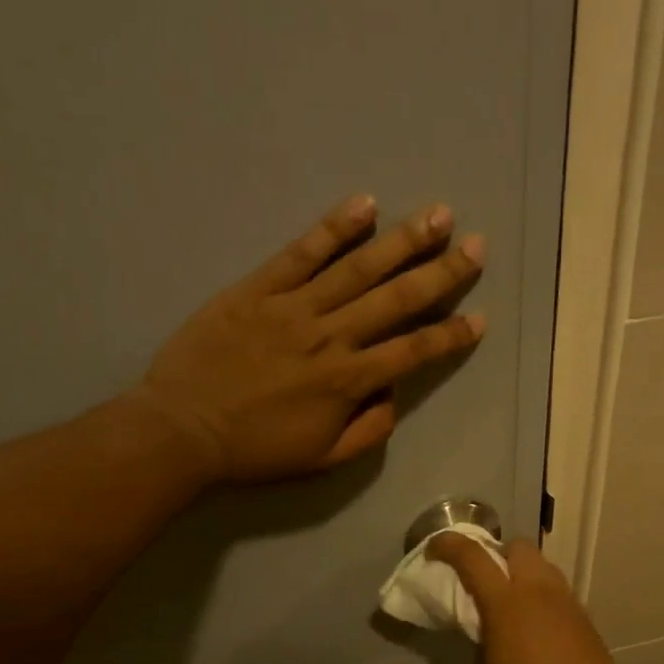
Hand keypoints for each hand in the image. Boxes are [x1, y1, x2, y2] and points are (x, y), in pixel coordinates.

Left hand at [132, 195, 485, 484]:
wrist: (183, 430)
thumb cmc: (256, 450)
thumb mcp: (322, 459)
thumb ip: (368, 429)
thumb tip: (392, 393)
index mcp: (348, 381)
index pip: (413, 351)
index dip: (450, 335)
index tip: (480, 318)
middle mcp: (331, 336)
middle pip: (397, 299)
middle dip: (442, 272)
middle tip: (477, 245)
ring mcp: (294, 307)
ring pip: (358, 268)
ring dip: (402, 240)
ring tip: (438, 215)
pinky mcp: (258, 288)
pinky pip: (301, 252)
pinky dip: (333, 228)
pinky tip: (365, 205)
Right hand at [428, 534, 635, 663]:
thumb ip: (481, 646)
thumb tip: (489, 637)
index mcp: (506, 602)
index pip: (472, 556)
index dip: (449, 545)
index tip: (434, 549)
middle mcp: (538, 591)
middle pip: (518, 547)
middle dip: (498, 554)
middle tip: (485, 579)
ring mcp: (567, 602)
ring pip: (543, 566)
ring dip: (524, 574)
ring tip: (514, 604)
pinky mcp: (585, 619)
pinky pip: (559, 593)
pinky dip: (543, 599)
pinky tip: (538, 629)